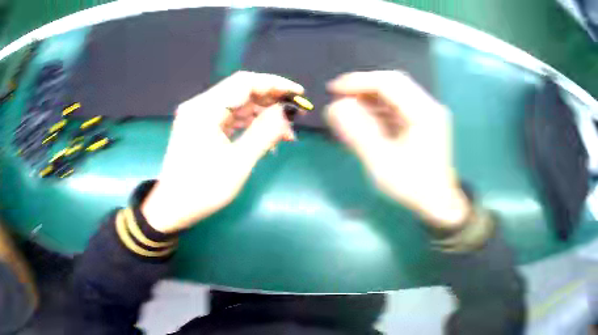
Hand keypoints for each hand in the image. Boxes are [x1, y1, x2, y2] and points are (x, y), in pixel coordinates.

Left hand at [141, 71, 303, 232]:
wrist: (172, 208)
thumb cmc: (202, 190)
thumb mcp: (238, 163)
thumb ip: (265, 132)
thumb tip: (288, 112)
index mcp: (205, 109)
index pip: (245, 82)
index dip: (275, 84)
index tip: (298, 94)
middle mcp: (200, 106)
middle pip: (241, 92)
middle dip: (271, 101)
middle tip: (295, 116)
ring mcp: (199, 116)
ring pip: (238, 105)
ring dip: (262, 115)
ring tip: (286, 133)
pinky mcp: (201, 127)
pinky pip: (230, 118)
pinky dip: (249, 125)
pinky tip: (266, 138)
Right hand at [326, 71, 470, 228]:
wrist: (438, 203)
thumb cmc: (413, 186)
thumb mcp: (382, 163)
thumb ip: (358, 132)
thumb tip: (336, 107)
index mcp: (424, 113)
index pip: (388, 83)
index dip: (359, 81)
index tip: (333, 90)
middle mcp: (428, 106)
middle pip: (392, 82)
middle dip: (363, 86)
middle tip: (339, 97)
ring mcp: (427, 112)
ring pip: (394, 92)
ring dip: (370, 97)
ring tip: (348, 109)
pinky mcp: (423, 120)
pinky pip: (397, 105)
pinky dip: (378, 108)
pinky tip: (364, 119)